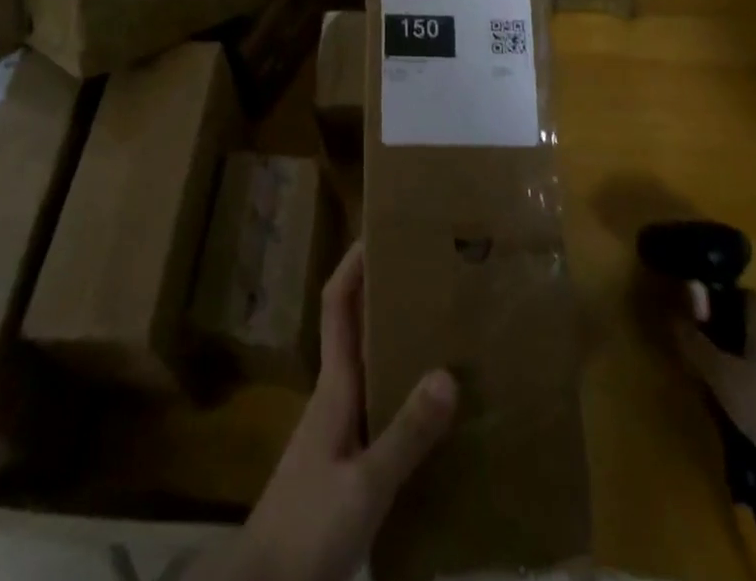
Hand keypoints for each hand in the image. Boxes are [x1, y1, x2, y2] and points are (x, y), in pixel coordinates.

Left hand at [190, 242, 457, 580]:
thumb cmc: (308, 525)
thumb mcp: (364, 484)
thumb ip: (404, 435)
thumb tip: (448, 373)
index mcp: (334, 386)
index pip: (338, 305)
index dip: (353, 264)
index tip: (378, 231)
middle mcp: (337, 396)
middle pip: (358, 330)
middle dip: (387, 298)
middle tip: (431, 279)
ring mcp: (341, 431)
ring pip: (372, 370)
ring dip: (399, 346)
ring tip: (445, 334)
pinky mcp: (348, 464)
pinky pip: (381, 411)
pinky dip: (406, 398)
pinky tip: (437, 414)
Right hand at [671, 285, 755, 472]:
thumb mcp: (717, 369)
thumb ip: (694, 341)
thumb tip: (672, 316)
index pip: (744, 294)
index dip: (719, 298)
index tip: (695, 310)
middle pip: (750, 323)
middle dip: (723, 330)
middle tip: (696, 343)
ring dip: (735, 359)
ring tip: (707, 374)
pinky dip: (749, 384)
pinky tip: (730, 401)